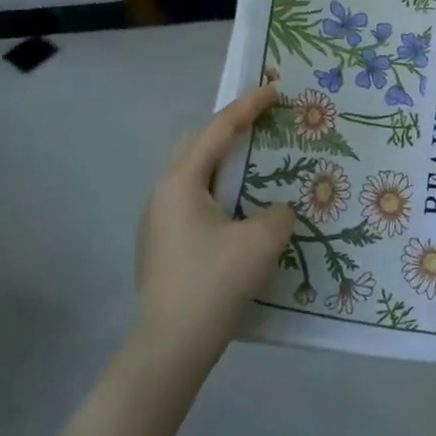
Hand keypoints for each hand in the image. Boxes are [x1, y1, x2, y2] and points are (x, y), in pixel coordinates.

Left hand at [133, 84, 296, 370]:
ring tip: (255, 164)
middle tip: (263, 123)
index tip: (273, 89)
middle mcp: (163, 194)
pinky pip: (193, 202)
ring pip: (195, 177)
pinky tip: (239, 211)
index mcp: (181, 183)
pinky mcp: (162, 246)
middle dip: (231, 130)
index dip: (248, 107)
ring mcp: (157, 221)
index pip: (218, 131)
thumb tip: (276, 211)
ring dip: (225, 164)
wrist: (170, 347)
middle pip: (199, 147)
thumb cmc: (213, 284)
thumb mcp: (260, 243)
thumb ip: (278, 214)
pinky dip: (219, 192)